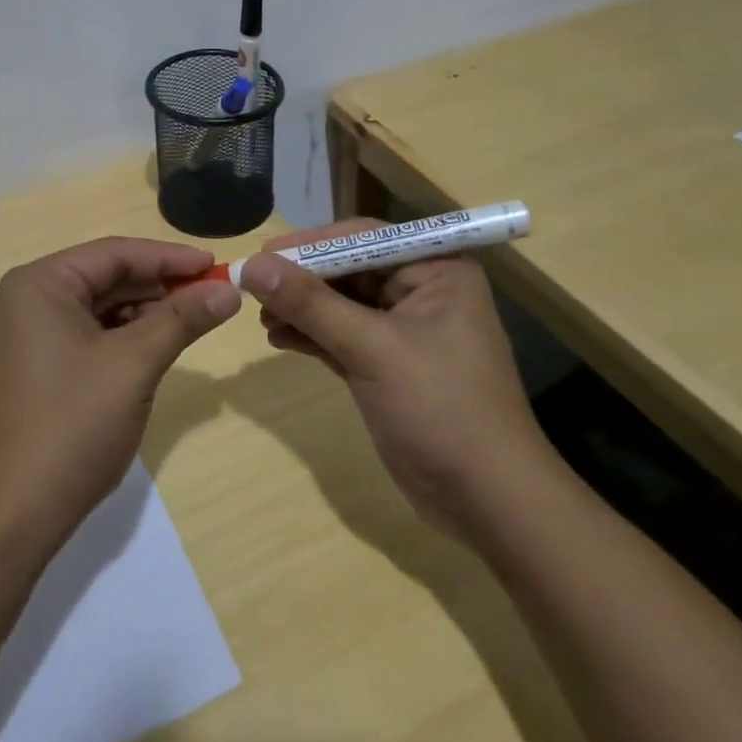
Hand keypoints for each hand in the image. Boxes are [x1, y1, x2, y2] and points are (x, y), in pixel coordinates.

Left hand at [0, 237, 241, 548]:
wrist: (13, 515)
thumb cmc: (72, 426)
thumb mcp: (134, 364)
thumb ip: (182, 319)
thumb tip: (229, 289)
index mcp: (39, 284)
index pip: (114, 253)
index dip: (169, 257)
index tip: (216, 265)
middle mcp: (26, 300)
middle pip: (106, 277)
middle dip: (159, 286)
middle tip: (212, 295)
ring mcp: (26, 336)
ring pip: (98, 308)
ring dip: (144, 313)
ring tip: (191, 322)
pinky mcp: (34, 367)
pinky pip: (86, 335)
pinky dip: (123, 338)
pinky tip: (155, 347)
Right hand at [240, 221, 558, 536]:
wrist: (489, 503)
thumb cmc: (441, 408)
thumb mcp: (372, 349)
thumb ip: (310, 303)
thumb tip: (252, 265)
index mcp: (436, 270)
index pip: (363, 238)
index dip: (311, 244)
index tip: (263, 255)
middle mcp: (422, 291)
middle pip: (348, 269)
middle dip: (301, 280)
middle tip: (253, 288)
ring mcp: (405, 331)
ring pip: (340, 304)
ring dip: (301, 309)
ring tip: (262, 319)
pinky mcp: (389, 365)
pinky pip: (341, 335)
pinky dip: (311, 335)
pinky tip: (279, 338)